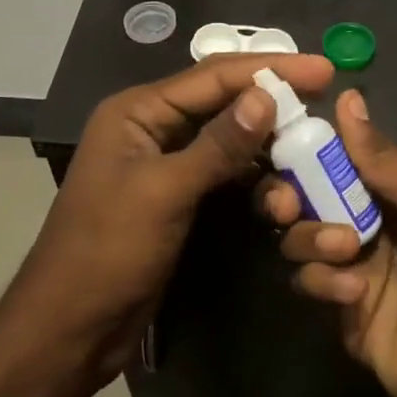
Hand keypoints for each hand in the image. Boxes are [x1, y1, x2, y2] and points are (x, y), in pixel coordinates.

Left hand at [0, 53, 334, 396]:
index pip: (212, 76)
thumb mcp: (165, 192)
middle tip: (326, 98)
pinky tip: (284, 182)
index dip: (269, 69)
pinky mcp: (178, 195)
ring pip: (228, 137)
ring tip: (312, 143)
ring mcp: (165, 162)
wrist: (71, 327)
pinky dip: (254, 174)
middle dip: (272, 99)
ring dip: (267, 141)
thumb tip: (267, 97)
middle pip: (222, 100)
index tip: (323, 69)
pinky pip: (224, 170)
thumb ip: (218, 144)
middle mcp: (152, 127)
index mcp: (138, 111)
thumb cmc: (107, 251)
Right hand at [257, 90, 396, 396]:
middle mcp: (365, 223)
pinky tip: (354, 293)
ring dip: (311, 237)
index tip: (278, 139)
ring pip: (299, 238)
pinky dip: (323, 282)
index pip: (335, 158)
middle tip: (287, 202)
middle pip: (304, 197)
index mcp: (391, 191)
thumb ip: (385, 158)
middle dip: (288, 194)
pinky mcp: (340, 312)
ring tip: (346, 250)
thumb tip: (346, 97)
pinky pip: (308, 284)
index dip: (306, 147)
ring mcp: (350, 268)